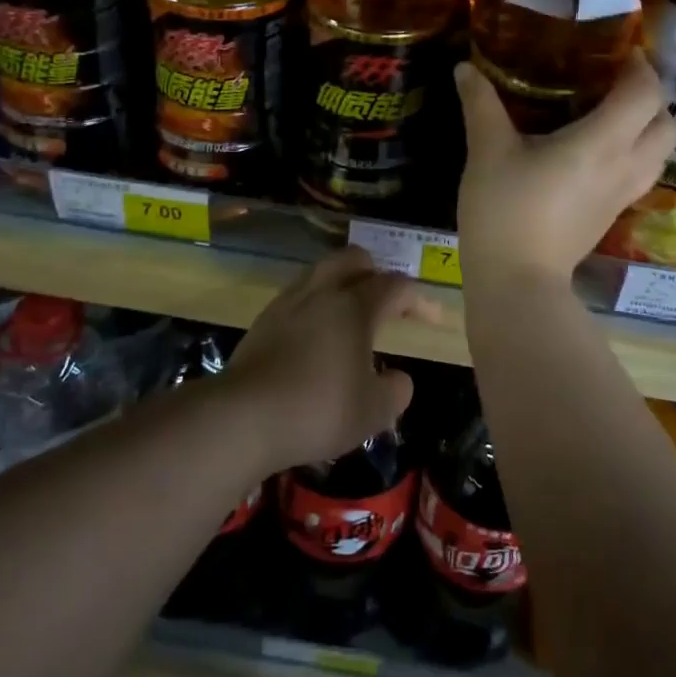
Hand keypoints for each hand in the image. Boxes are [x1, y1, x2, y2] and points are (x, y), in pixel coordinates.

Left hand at [223, 248, 424, 470]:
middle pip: (353, 259)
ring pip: (321, 273)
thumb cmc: (318, 409)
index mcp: (355, 306)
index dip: (418, 300)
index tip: (432, 319)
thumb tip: (398, 378)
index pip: (395, 287)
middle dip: (375, 273)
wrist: (243, 417)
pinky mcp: (262, 321)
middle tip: (385, 301)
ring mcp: (287, 302)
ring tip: (349, 317)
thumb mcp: (373, 411)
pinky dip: (315, 306)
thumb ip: (396, 390)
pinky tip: (316, 336)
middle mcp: (322, 292)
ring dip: (342, 285)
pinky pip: (298, 297)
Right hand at [455, 51, 675, 282]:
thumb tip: (465, 67)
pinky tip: (599, 149)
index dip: (641, 66)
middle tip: (618, 81)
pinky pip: (643, 171)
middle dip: (652, 96)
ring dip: (649, 125)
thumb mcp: (487, 151)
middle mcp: (625, 165)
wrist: (517, 281)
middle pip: (667, 122)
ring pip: (661, 151)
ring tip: (612, 111)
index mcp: (601, 143)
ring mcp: (623, 194)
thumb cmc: (504, 210)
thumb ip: (480, 104)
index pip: (646, 93)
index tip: (620, 51)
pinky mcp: (614, 214)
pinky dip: (636, 150)